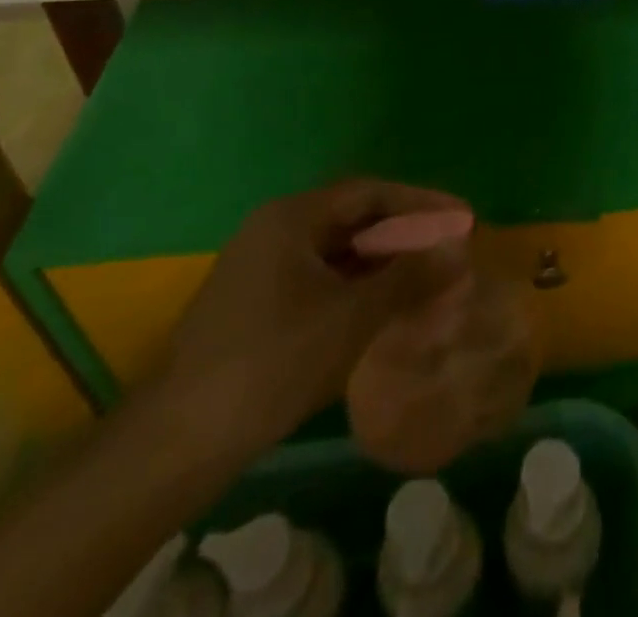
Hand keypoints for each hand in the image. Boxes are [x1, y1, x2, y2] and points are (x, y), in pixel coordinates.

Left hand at [146, 179, 468, 463]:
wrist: (176, 445)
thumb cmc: (271, 363)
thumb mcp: (351, 317)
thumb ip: (409, 278)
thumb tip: (460, 251)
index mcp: (292, 218)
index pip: (370, 193)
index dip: (420, 202)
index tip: (461, 216)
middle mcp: (274, 231)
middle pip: (354, 219)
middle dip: (404, 234)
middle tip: (448, 249)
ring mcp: (260, 270)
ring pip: (337, 254)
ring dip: (382, 265)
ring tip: (426, 280)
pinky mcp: (255, 307)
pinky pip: (320, 281)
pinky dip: (356, 289)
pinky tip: (384, 310)